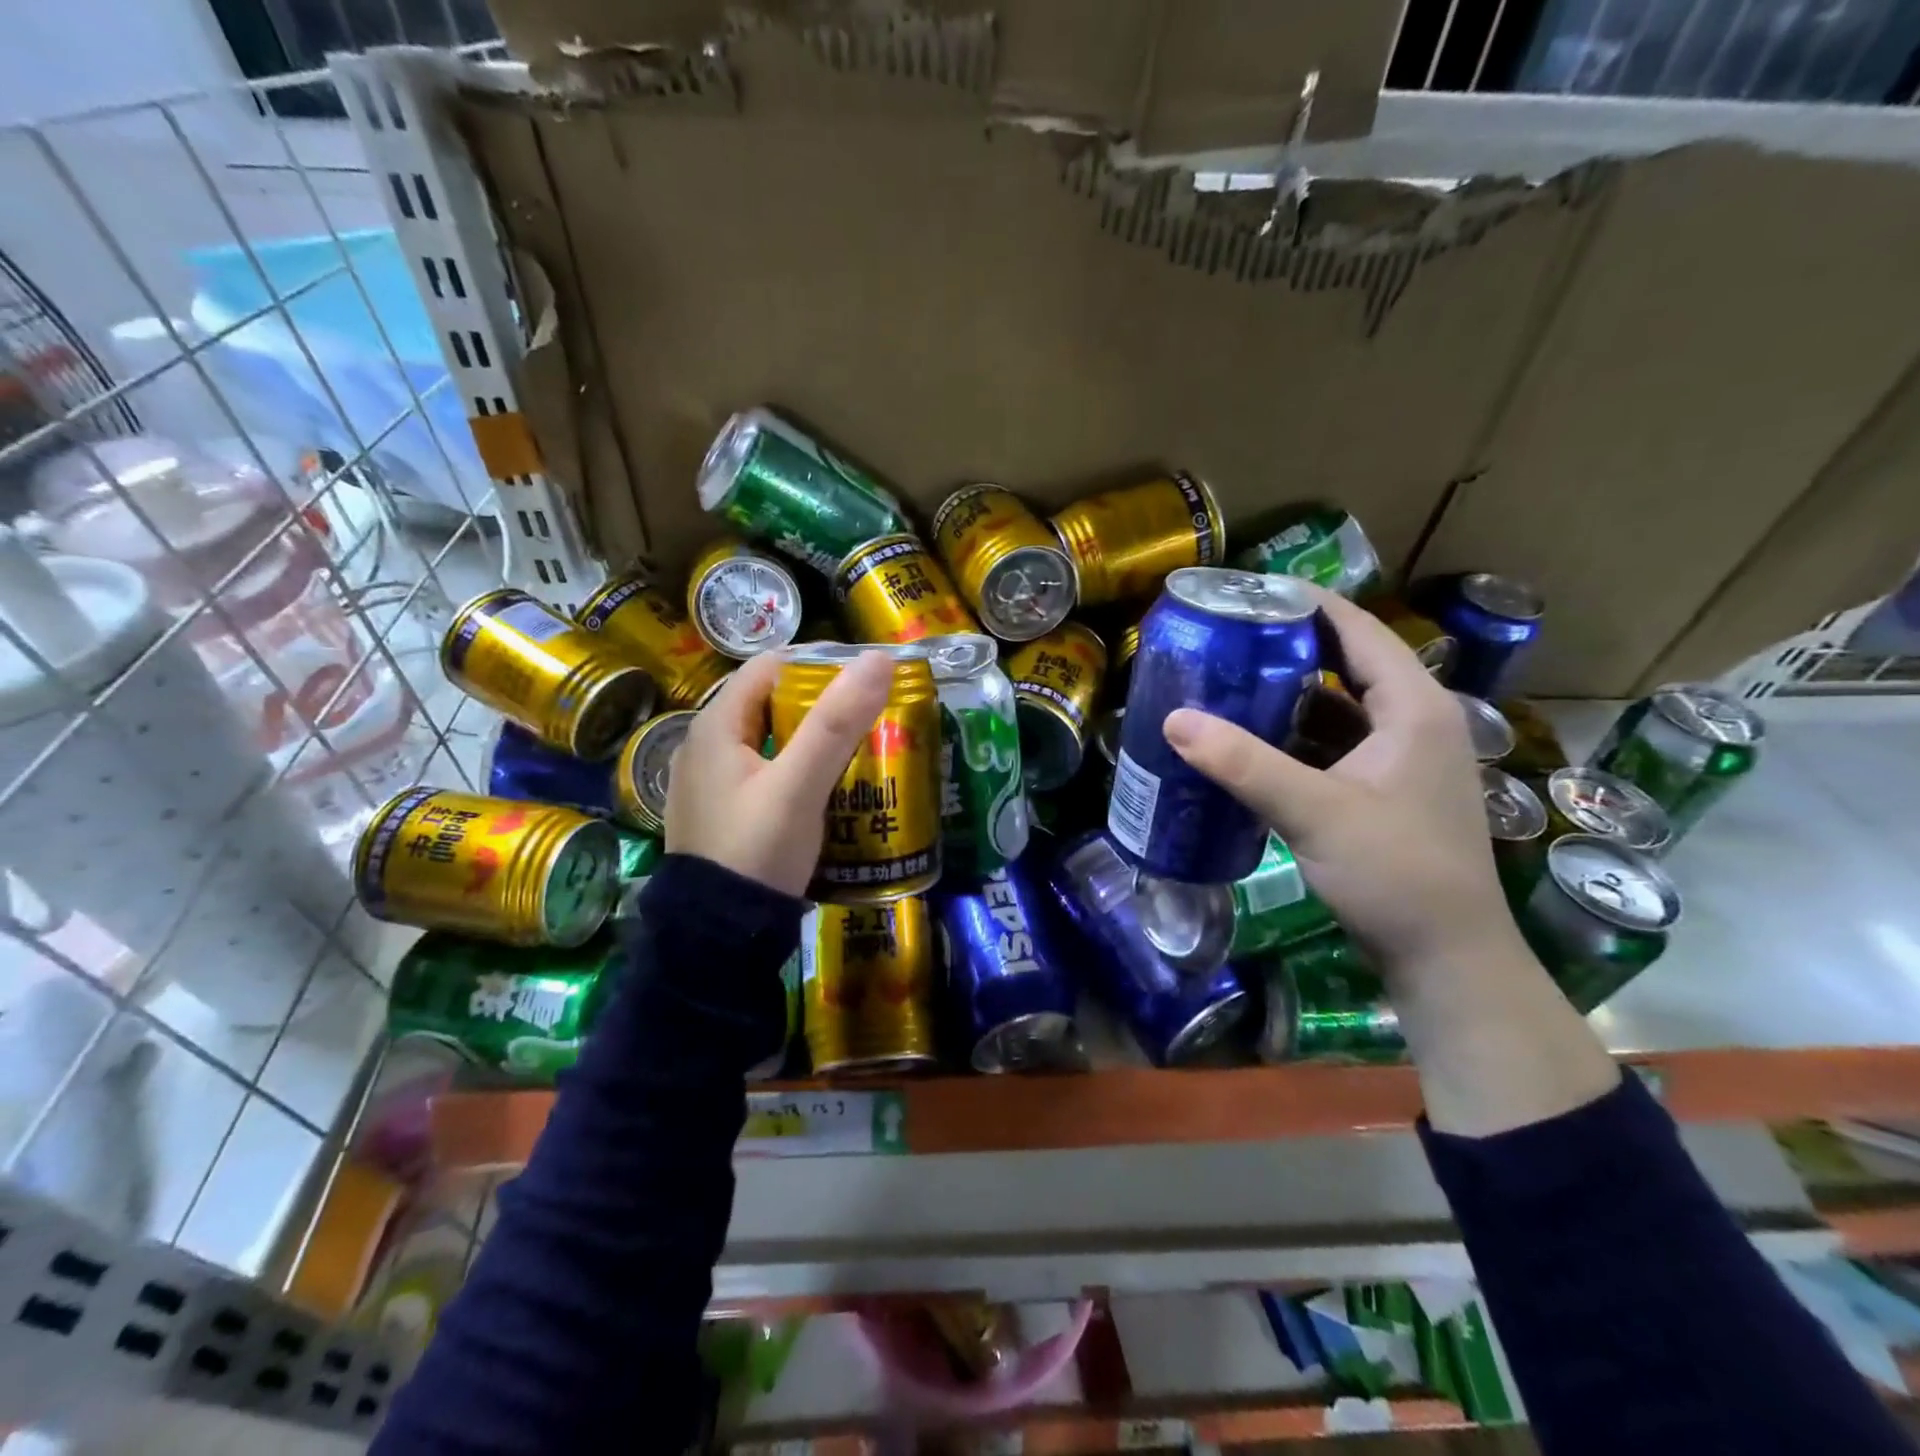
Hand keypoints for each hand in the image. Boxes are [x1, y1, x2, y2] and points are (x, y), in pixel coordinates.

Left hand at [665, 649, 893, 897]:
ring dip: (810, 740)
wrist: (716, 936)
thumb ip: (836, 723)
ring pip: (768, 741)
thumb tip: (878, 660)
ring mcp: (709, 784)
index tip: (863, 680)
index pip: (768, 668)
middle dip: (819, 705)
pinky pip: (762, 774)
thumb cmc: (756, 850)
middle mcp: (704, 747)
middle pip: (768, 704)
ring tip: (857, 751)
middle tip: (869, 717)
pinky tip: (824, 789)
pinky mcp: (719, 815)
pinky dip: (794, 770)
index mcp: (715, 726)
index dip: (816, 665)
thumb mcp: (799, 785)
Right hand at [1161, 585, 1506, 975]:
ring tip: (1227, 681)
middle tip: (1223, 637)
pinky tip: (1252, 742)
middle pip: (1346, 662)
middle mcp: (1414, 721)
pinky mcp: (1385, 790)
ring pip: (1338, 707)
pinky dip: (1295, 737)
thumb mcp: (1314, 811)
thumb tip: (1172, 719)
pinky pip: (1334, 744)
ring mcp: (1401, 758)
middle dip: (1286, 647)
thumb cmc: (1395, 873)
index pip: (1356, 628)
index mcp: (1413, 707)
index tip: (1244, 592)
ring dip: (1288, 695)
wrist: (1446, 958)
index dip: (1303, 603)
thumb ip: (1243, 763)